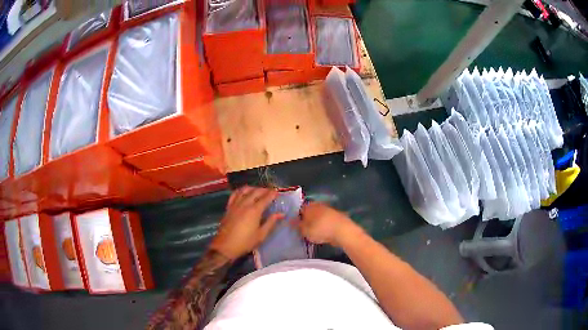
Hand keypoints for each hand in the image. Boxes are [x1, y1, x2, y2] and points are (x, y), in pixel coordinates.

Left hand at [210, 186, 282, 259]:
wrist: (225, 246)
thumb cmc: (245, 242)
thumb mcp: (261, 235)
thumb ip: (271, 222)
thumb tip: (281, 214)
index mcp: (254, 210)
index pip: (266, 198)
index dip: (272, 194)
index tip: (278, 192)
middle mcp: (245, 204)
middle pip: (256, 191)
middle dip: (264, 190)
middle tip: (270, 191)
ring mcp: (235, 204)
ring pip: (245, 190)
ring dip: (253, 188)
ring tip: (258, 190)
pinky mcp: (229, 207)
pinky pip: (234, 194)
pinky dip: (241, 191)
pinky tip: (243, 192)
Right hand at [298, 202, 359, 245]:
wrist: (343, 231)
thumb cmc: (321, 230)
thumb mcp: (305, 231)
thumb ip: (298, 226)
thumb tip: (291, 221)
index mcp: (309, 207)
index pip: (300, 210)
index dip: (297, 218)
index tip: (296, 226)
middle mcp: (319, 205)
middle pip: (311, 212)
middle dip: (308, 219)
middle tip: (305, 230)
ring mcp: (329, 210)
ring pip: (319, 216)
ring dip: (317, 222)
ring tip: (315, 232)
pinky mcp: (338, 216)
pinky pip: (327, 220)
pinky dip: (325, 225)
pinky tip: (325, 232)